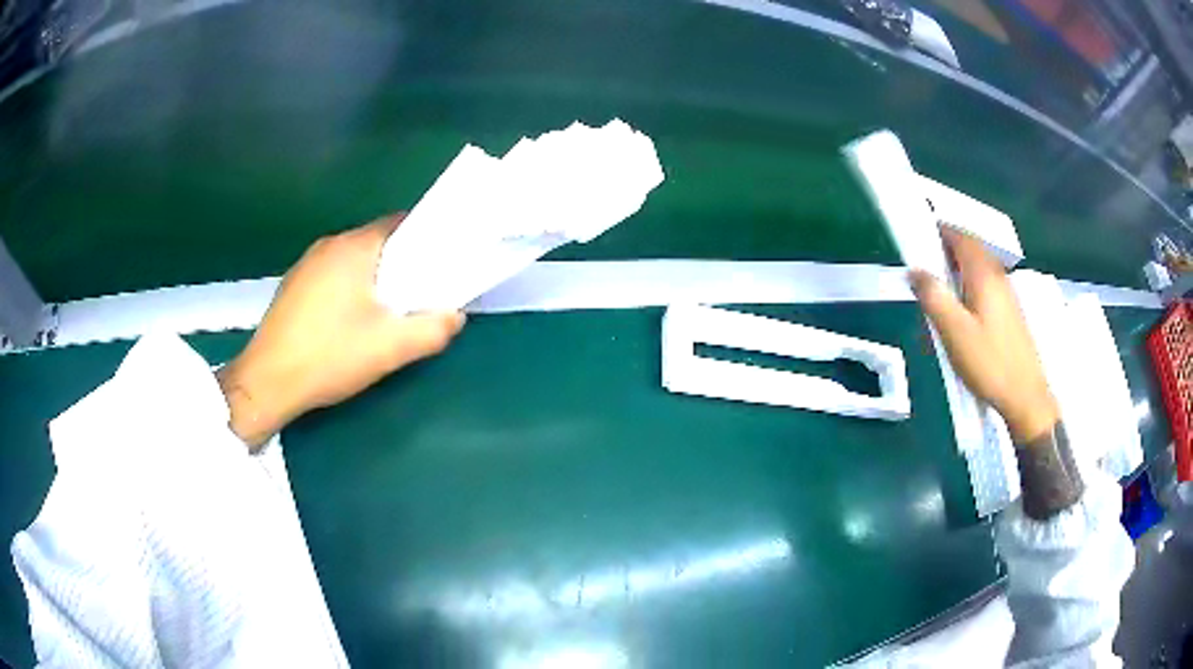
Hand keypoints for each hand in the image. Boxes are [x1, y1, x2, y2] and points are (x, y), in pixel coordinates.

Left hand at [217, 215, 465, 448]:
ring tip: (384, 312)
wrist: (268, 382)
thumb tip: (455, 316)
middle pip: (376, 242)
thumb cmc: (330, 356)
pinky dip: (347, 289)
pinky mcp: (292, 286)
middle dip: (400, 264)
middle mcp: (328, 245)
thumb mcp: (390, 349)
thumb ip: (432, 330)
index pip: (400, 224)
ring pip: (352, 261)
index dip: (426, 240)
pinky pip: (331, 276)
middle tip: (417, 295)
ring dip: (372, 278)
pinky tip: (348, 323)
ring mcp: (305, 264)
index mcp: (353, 247)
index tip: (441, 265)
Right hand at [910, 229, 1058, 443]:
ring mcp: (1007, 294)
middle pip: (972, 248)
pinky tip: (962, 306)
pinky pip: (987, 283)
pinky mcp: (1011, 311)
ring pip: (980, 266)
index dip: (940, 230)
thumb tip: (914, 270)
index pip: (961, 236)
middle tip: (925, 259)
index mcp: (984, 275)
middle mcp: (998, 276)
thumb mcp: (955, 332)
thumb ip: (934, 297)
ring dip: (959, 265)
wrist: (1025, 396)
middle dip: (948, 246)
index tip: (919, 233)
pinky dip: (970, 281)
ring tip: (940, 282)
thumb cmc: (989, 363)